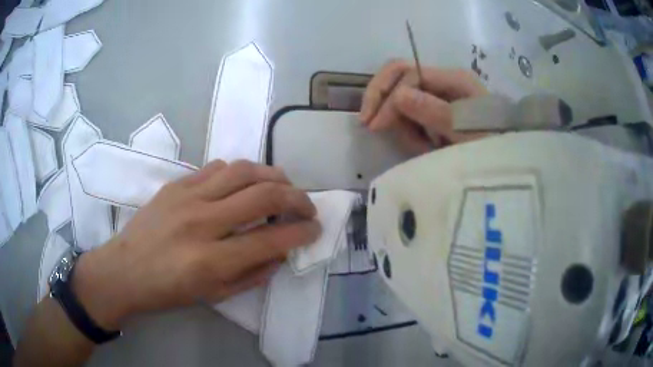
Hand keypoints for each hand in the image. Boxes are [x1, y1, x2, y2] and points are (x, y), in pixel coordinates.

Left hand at [71, 160, 320, 329]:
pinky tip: (245, 183)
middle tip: (307, 206)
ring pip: (243, 170)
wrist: (124, 271)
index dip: (301, 232)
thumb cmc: (168, 291)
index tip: (315, 229)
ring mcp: (187, 197)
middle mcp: (202, 222)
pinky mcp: (176, 184)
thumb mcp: (215, 295)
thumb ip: (253, 274)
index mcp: (211, 260)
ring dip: (273, 176)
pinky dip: (240, 172)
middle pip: (263, 195)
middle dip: (297, 198)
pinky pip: (217, 167)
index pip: (271, 238)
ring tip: (284, 186)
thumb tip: (281, 252)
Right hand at [360, 60, 487, 154]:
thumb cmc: (492, 148)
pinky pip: (410, 114)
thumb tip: (398, 95)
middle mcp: (443, 82)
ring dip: (399, 120)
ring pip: (401, 96)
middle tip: (368, 123)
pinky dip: (409, 130)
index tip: (375, 126)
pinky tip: (422, 146)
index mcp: (453, 79)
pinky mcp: (436, 112)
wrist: (505, 165)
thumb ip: (435, 113)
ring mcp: (439, 96)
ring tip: (418, 147)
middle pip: (399, 75)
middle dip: (381, 98)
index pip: (408, 73)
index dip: (388, 97)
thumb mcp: (466, 133)